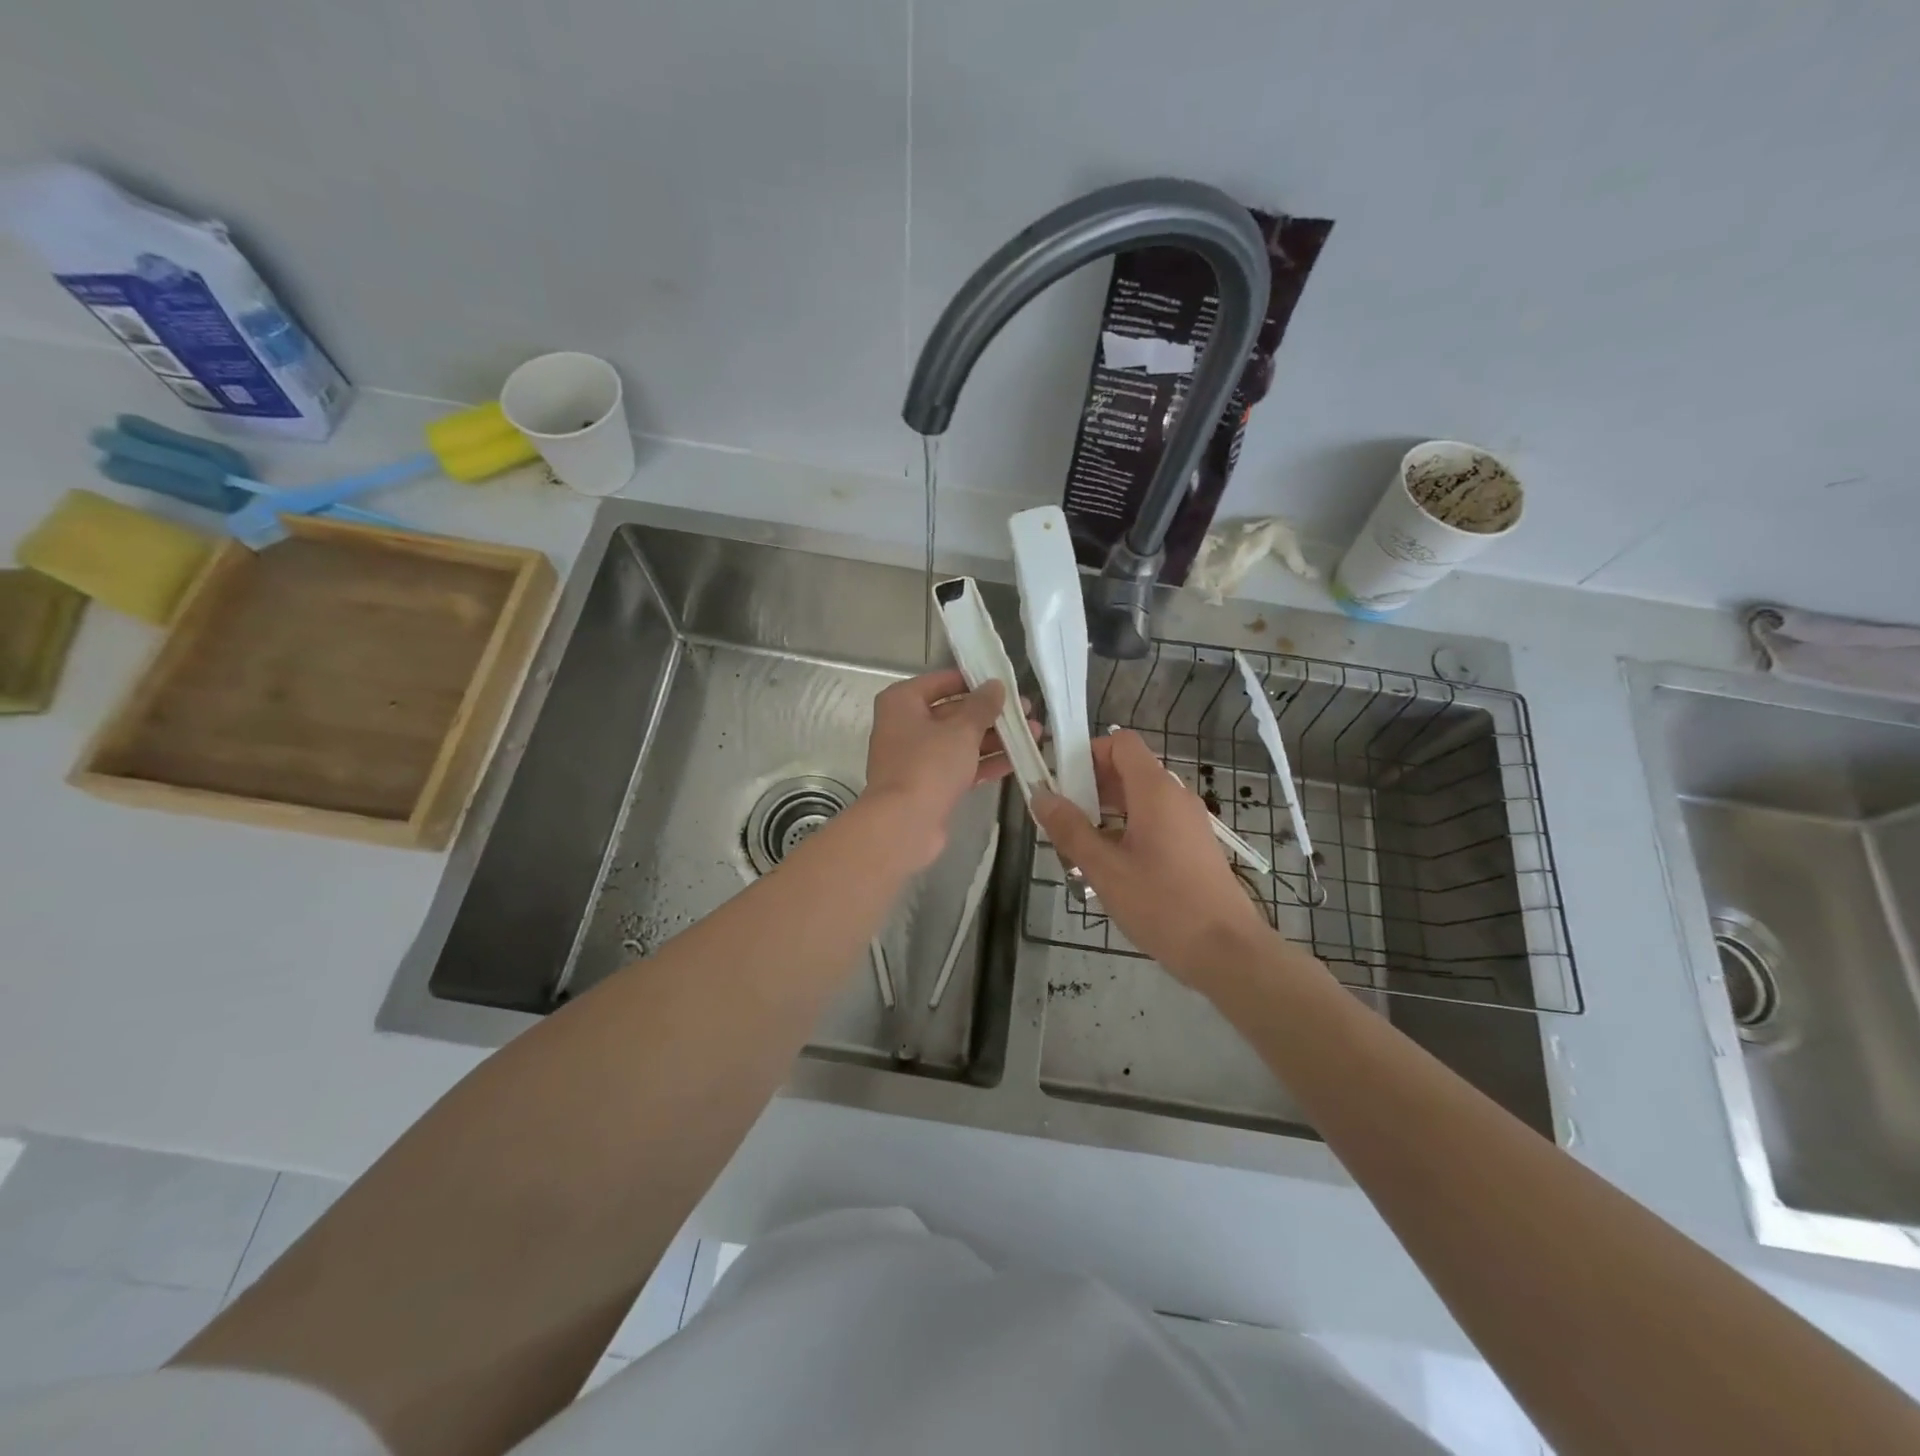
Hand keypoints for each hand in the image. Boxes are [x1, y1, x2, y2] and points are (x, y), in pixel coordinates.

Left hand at [861, 669, 1019, 870]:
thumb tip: (995, 685)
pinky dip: (984, 762)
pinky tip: (1017, 760)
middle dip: (991, 714)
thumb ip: (982, 705)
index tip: (1005, 683)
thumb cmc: (929, 765)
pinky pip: (959, 766)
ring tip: (1033, 735)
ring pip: (959, 741)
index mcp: (902, 703)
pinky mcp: (928, 784)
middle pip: (953, 712)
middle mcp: (904, 726)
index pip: (942, 681)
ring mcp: (916, 757)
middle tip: (1027, 711)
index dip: (974, 681)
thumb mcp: (961, 729)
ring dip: (994, 738)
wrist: (904, 824)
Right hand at [1033, 729, 1273, 986]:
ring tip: (1081, 849)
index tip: (1062, 782)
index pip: (1122, 743)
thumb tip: (1041, 796)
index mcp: (1155, 791)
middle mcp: (1175, 797)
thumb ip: (1070, 829)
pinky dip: (1128, 830)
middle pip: (1128, 770)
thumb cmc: (1163, 905)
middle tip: (1062, 821)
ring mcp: (1189, 822)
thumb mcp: (1105, 869)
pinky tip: (1111, 868)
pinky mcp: (1194, 846)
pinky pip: (1154, 822)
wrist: (1226, 951)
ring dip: (1106, 812)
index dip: (1089, 753)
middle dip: (1091, 787)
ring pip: (1139, 799)